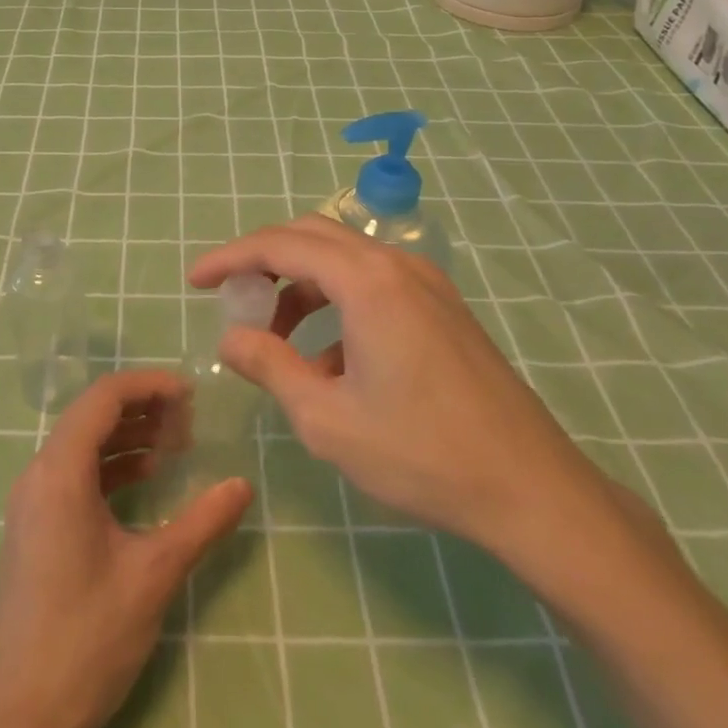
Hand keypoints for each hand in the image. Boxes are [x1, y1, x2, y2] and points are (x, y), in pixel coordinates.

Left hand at [0, 371, 251, 727]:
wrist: (22, 718)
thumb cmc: (89, 637)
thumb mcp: (154, 574)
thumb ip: (202, 522)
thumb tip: (243, 485)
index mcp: (59, 472)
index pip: (103, 398)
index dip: (149, 385)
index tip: (192, 394)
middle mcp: (38, 474)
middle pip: (91, 415)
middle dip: (142, 408)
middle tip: (189, 423)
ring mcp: (31, 502)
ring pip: (82, 443)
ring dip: (127, 436)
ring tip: (174, 446)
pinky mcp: (34, 526)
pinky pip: (74, 473)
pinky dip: (110, 466)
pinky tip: (144, 479)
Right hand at [189, 216, 612, 566]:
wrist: (531, 489)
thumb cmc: (421, 453)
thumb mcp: (326, 417)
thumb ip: (269, 367)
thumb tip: (230, 339)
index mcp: (366, 281)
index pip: (280, 245)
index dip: (231, 258)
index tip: (196, 281)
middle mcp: (397, 265)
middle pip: (312, 237)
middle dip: (264, 263)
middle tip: (232, 301)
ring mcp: (426, 283)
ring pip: (343, 261)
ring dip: (301, 289)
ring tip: (279, 347)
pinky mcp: (443, 308)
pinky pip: (373, 285)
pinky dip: (336, 306)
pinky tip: (331, 365)